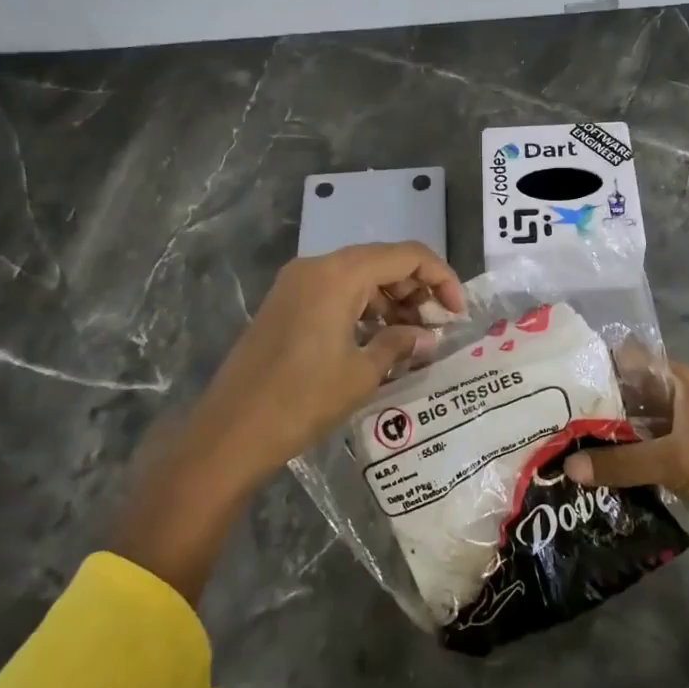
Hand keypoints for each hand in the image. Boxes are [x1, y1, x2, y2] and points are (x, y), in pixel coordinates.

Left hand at [111, 242, 463, 602]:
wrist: (230, 432)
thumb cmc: (302, 400)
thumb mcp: (361, 373)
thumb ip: (400, 344)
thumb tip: (427, 337)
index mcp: (338, 274)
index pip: (405, 255)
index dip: (440, 277)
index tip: (458, 312)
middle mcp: (317, 266)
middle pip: (381, 261)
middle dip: (416, 289)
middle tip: (437, 328)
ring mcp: (297, 284)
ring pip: (358, 276)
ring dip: (390, 300)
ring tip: (413, 337)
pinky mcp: (286, 303)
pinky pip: (336, 292)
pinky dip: (363, 308)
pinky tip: (378, 339)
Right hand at [563, 362, 688, 554]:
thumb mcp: (677, 458)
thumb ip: (622, 462)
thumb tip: (567, 468)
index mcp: (679, 383)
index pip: (628, 361)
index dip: (594, 365)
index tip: (554, 377)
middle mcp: (675, 403)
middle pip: (625, 399)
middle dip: (590, 409)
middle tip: (544, 420)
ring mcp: (677, 437)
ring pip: (630, 433)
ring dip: (601, 442)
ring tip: (554, 449)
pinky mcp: (678, 468)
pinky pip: (639, 462)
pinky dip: (617, 467)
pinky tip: (585, 478)